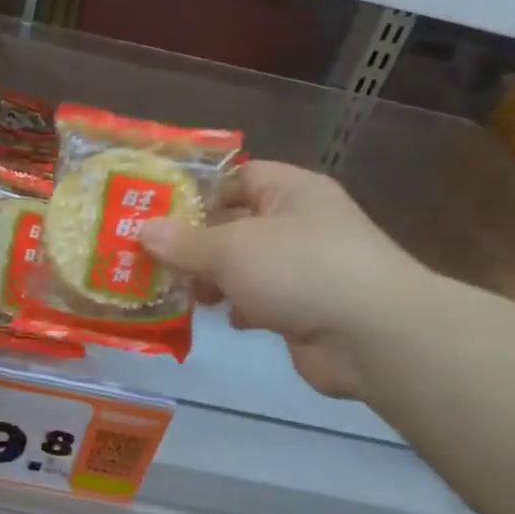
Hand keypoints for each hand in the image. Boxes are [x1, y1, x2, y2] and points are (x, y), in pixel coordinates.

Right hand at [139, 162, 434, 398]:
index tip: (156, 212)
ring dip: (214, 280)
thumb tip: (142, 230)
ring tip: (183, 292)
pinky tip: (222, 318)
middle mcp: (299, 224)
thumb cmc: (300, 270)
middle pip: (235, 224)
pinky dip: (239, 308)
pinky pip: (260, 300)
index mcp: (290, 191)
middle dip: (196, 244)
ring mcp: (304, 268)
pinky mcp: (305, 308)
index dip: (197, 191)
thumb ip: (184, 242)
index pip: (237, 177)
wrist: (372, 336)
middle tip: (154, 260)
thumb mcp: (231, 248)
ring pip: (245, 266)